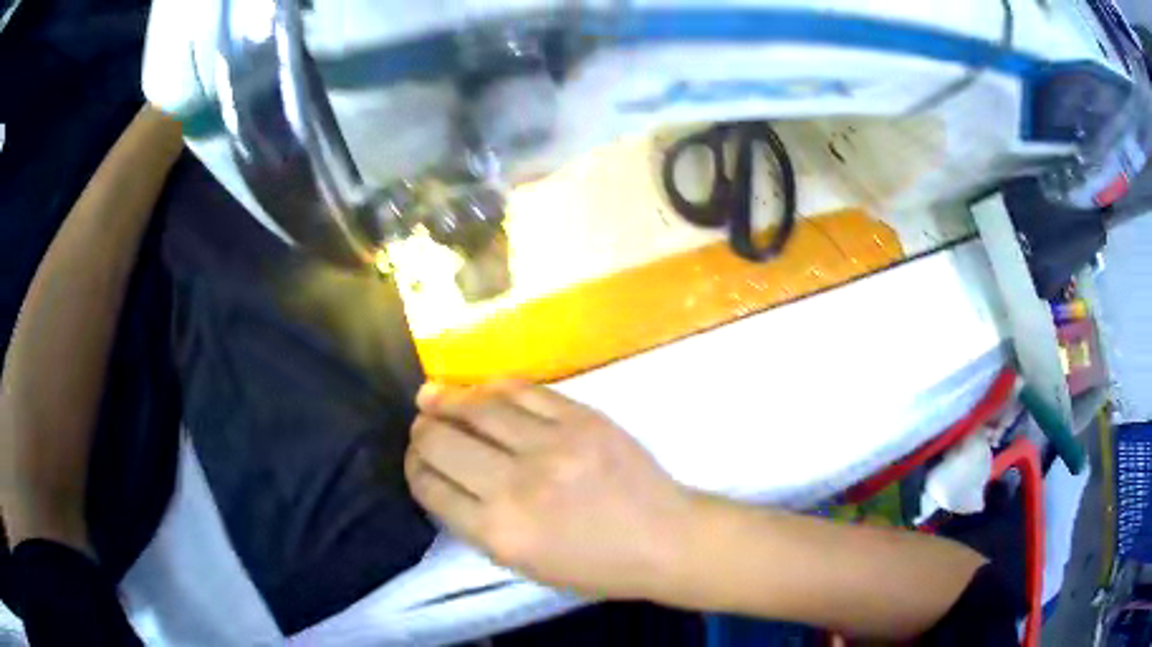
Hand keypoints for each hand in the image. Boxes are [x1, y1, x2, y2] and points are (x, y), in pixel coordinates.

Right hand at [405, 382, 692, 598]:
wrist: (663, 540)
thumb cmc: (594, 566)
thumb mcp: (524, 564)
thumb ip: (477, 523)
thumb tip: (442, 476)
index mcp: (499, 533)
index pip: (430, 486)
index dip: (414, 468)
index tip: (416, 460)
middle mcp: (516, 486)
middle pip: (441, 442)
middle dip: (421, 432)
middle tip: (420, 426)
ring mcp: (552, 446)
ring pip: (477, 407)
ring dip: (447, 400)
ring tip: (433, 396)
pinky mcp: (582, 419)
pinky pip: (523, 390)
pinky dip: (492, 387)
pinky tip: (481, 389)